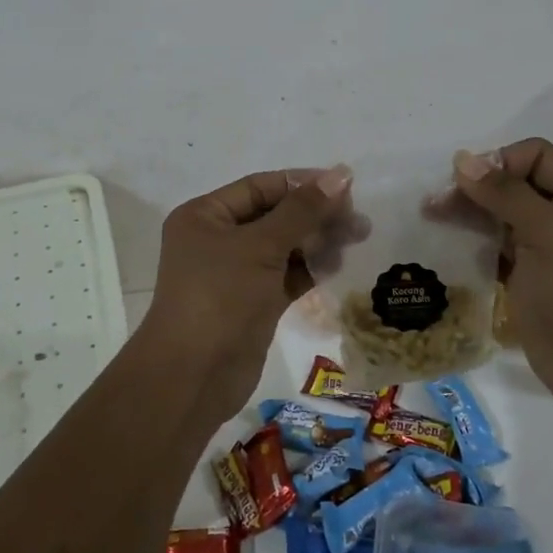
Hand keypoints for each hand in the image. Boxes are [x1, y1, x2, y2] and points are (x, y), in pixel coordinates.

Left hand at [141, 165, 355, 423]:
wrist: (194, 377)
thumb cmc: (221, 297)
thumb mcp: (261, 246)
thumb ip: (302, 210)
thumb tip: (340, 174)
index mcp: (205, 215)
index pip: (260, 187)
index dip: (302, 183)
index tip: (345, 186)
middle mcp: (217, 238)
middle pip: (274, 215)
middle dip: (315, 214)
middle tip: (358, 218)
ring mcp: (234, 273)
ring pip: (283, 246)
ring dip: (318, 240)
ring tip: (358, 237)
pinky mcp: (252, 302)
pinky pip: (285, 275)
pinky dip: (310, 268)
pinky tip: (338, 263)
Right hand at [448, 139, 552, 418]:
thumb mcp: (552, 235)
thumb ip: (507, 195)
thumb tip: (463, 159)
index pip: (535, 157)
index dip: (500, 162)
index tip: (466, 185)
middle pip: (513, 186)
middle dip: (475, 189)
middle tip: (434, 204)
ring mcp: (546, 255)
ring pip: (500, 220)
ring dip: (468, 217)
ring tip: (430, 221)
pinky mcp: (528, 286)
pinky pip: (495, 254)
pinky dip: (471, 248)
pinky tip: (445, 250)